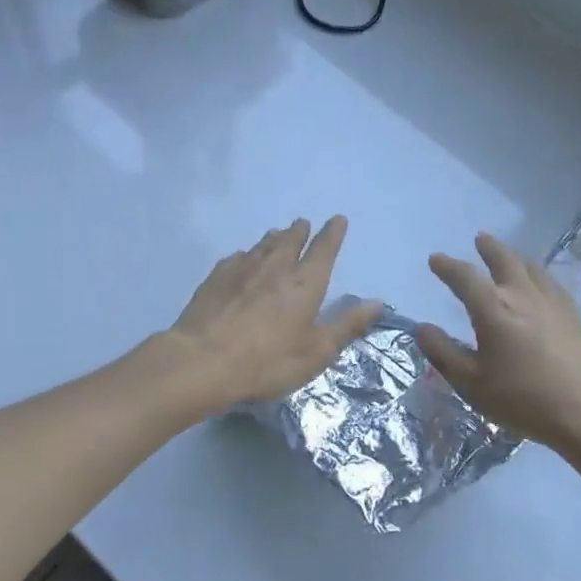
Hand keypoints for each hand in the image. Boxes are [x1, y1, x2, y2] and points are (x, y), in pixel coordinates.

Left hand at [164, 216, 381, 412]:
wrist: (202, 361)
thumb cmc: (267, 361)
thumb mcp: (316, 352)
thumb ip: (347, 325)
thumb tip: (377, 302)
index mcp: (306, 282)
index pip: (324, 248)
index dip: (333, 233)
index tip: (337, 219)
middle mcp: (276, 265)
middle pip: (291, 239)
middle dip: (300, 230)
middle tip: (303, 224)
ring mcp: (244, 267)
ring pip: (264, 244)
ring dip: (275, 237)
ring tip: (278, 235)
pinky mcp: (217, 276)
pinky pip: (238, 257)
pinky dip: (247, 255)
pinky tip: (243, 260)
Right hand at [418, 233, 580, 454]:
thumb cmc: (523, 398)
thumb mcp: (472, 382)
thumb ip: (444, 352)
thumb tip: (422, 327)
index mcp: (492, 308)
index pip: (464, 277)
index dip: (447, 266)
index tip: (435, 259)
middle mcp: (521, 294)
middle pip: (504, 259)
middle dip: (489, 248)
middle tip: (480, 239)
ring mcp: (551, 301)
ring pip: (530, 267)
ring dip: (514, 257)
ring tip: (508, 256)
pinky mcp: (573, 314)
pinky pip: (551, 282)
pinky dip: (538, 275)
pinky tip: (541, 283)